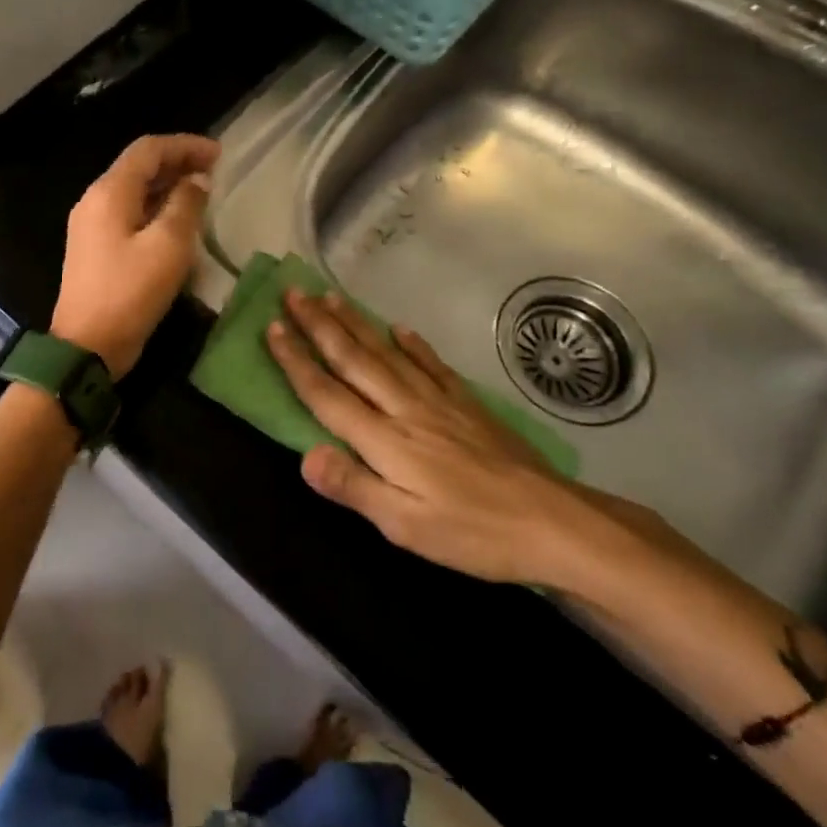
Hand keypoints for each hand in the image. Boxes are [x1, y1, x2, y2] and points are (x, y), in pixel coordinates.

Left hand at [51, 134, 219, 377]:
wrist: (87, 345)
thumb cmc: (130, 292)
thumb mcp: (168, 246)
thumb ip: (185, 205)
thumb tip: (197, 181)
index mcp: (109, 192)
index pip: (148, 150)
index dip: (185, 145)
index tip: (219, 154)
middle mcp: (95, 200)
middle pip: (139, 167)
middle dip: (178, 163)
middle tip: (215, 171)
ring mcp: (92, 225)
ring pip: (134, 191)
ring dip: (168, 186)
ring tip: (202, 192)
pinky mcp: (96, 248)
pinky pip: (129, 214)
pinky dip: (156, 208)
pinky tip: (178, 221)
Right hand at [267, 287, 657, 591]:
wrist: (554, 523)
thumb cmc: (474, 533)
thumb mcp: (407, 527)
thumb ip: (355, 488)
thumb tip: (305, 455)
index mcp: (385, 440)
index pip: (328, 394)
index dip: (296, 361)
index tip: (272, 329)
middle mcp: (405, 409)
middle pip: (353, 360)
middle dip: (319, 326)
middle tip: (293, 294)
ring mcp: (439, 402)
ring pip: (387, 353)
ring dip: (355, 324)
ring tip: (331, 297)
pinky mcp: (468, 404)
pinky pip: (432, 365)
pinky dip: (413, 344)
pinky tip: (400, 328)